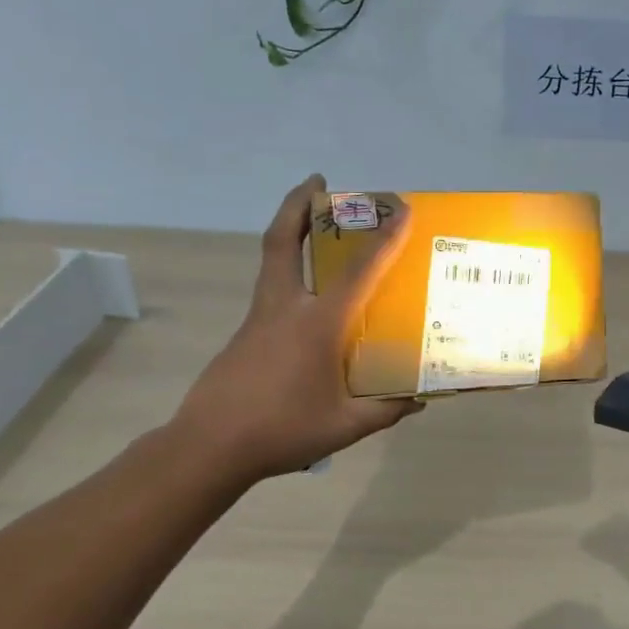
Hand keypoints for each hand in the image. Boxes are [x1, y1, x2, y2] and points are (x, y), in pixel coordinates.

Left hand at [169, 175, 421, 482]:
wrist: (209, 447)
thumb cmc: (283, 430)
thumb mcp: (346, 426)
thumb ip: (386, 409)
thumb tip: (419, 399)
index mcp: (318, 324)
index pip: (358, 271)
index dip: (384, 239)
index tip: (401, 210)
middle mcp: (285, 308)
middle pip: (283, 241)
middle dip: (299, 204)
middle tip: (318, 182)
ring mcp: (259, 319)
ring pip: (272, 260)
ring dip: (290, 232)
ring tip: (312, 224)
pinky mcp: (245, 334)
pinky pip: (271, 290)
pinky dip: (288, 274)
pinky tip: (307, 301)